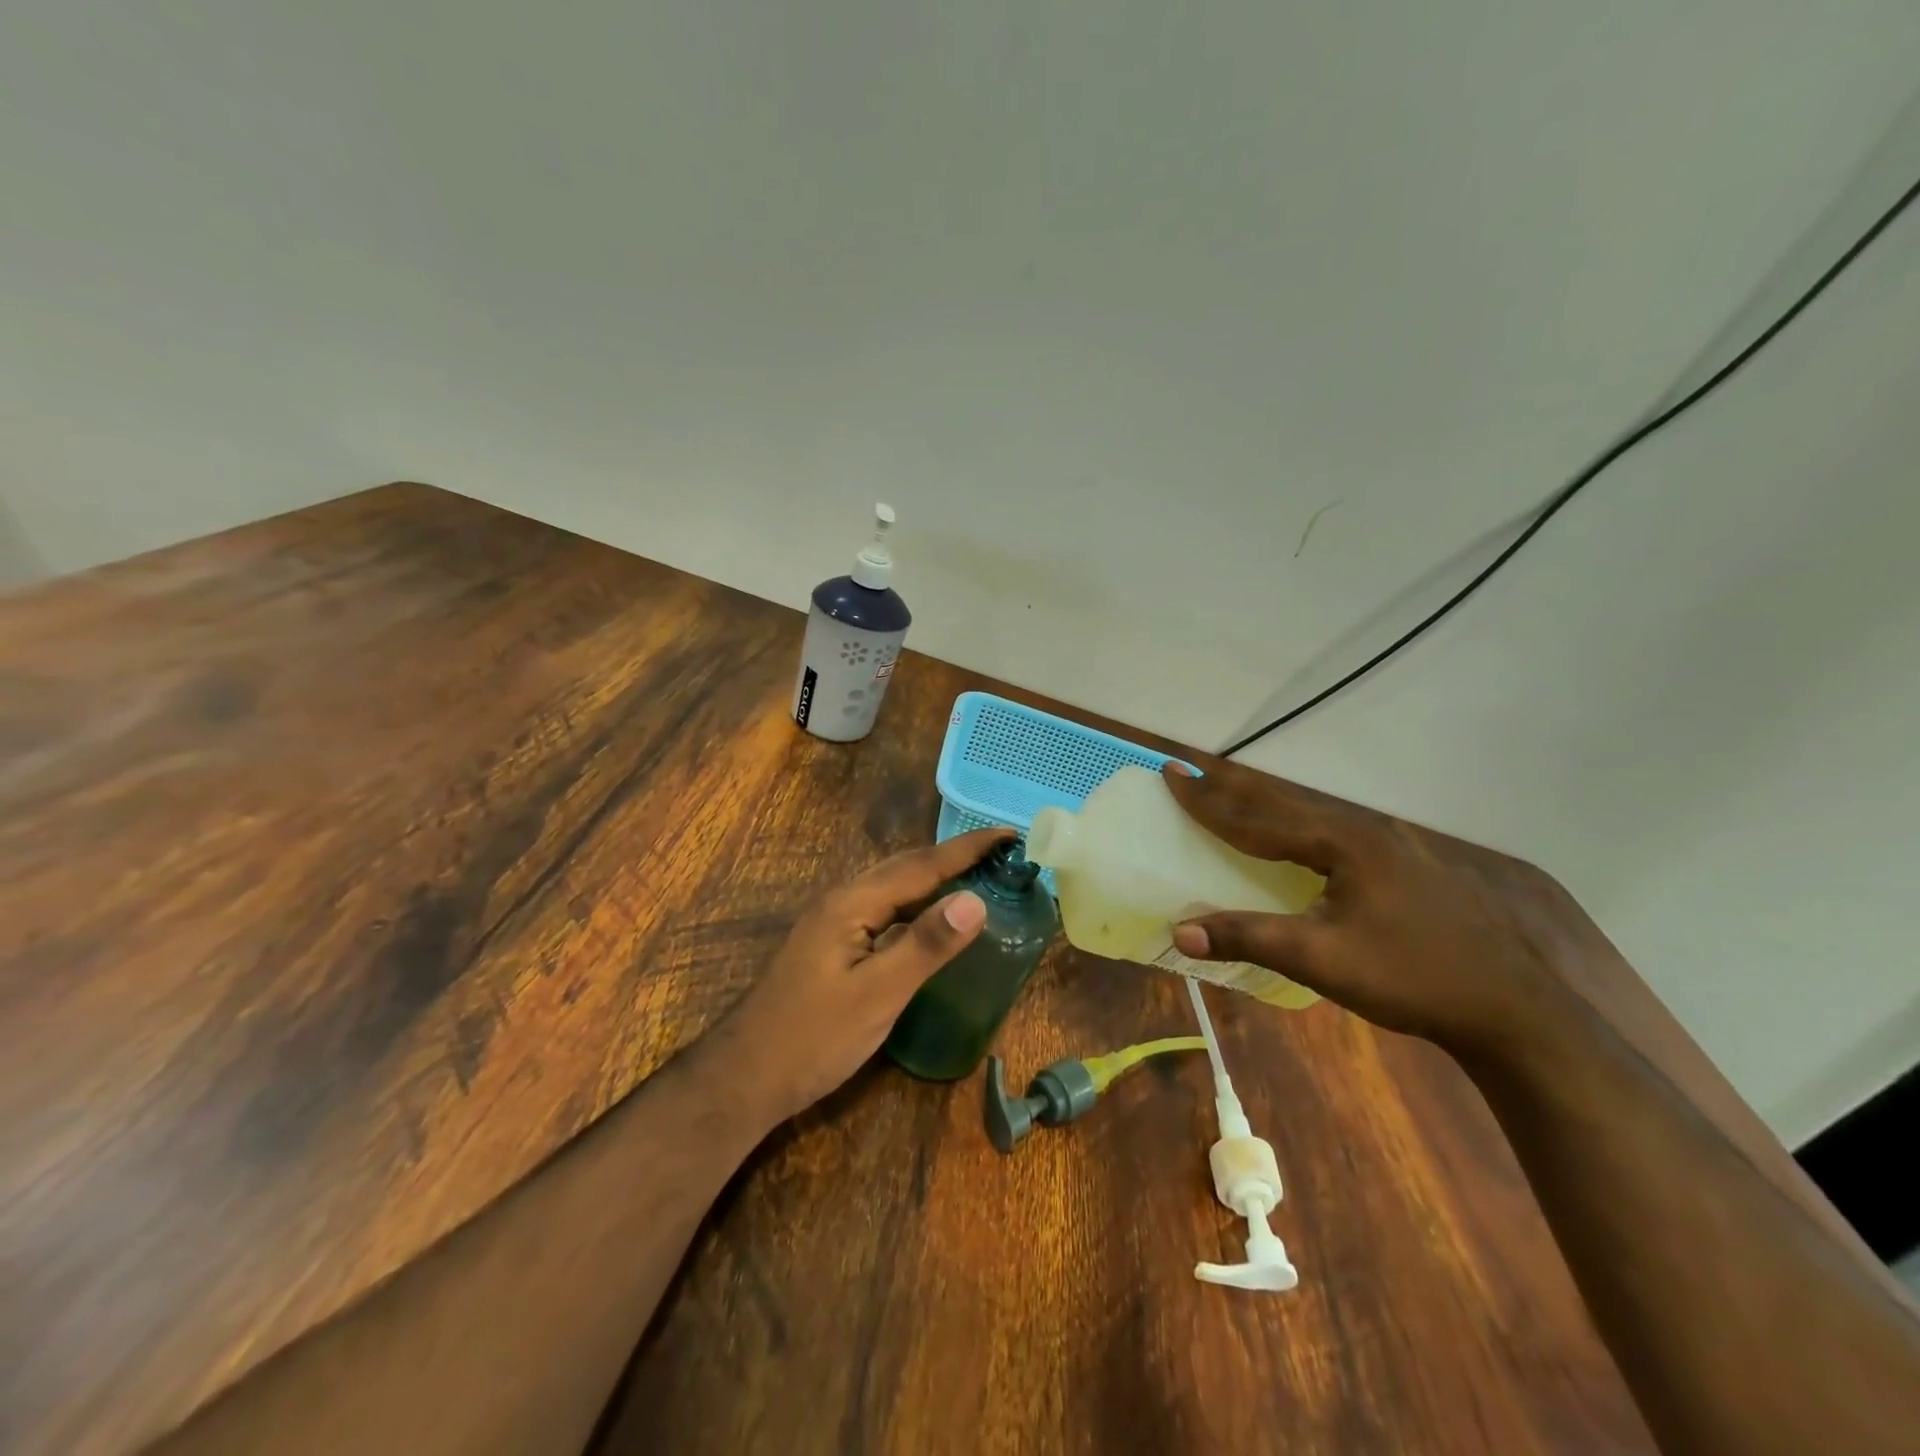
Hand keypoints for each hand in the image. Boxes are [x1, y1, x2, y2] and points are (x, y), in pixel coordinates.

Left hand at [720, 827, 1015, 1117]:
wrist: (744, 1078)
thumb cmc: (813, 1038)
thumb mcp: (877, 994)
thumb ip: (926, 945)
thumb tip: (976, 899)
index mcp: (852, 902)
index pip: (922, 865)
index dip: (968, 848)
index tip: (1009, 833)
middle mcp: (841, 900)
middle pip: (905, 867)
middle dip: (953, 856)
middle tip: (1000, 853)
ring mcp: (833, 922)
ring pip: (892, 887)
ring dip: (934, 876)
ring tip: (975, 876)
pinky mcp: (831, 944)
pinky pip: (883, 909)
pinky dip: (916, 904)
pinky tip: (929, 919)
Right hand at [1163, 762, 1584, 1057]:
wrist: (1509, 1008)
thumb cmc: (1410, 978)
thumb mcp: (1322, 960)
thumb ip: (1250, 939)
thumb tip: (1179, 932)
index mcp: (1342, 843)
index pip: (1257, 817)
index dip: (1208, 800)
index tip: (1171, 775)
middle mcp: (1364, 831)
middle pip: (1283, 802)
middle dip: (1231, 790)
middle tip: (1190, 774)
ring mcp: (1391, 846)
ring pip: (1311, 814)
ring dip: (1264, 805)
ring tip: (1232, 798)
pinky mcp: (1405, 865)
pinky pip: (1333, 831)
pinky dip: (1296, 825)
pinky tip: (1296, 840)